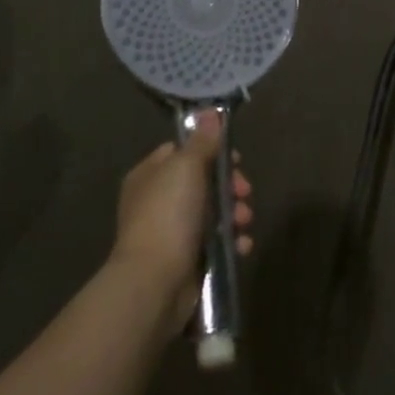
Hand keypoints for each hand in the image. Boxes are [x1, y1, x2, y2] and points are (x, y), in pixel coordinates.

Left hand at [111, 111, 253, 323]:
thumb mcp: (187, 167)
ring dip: (235, 214)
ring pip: (212, 213)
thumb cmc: (169, 214)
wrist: (155, 282)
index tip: (235, 159)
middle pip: (202, 182)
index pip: (183, 151)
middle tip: (245, 192)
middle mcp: (157, 201)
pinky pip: (214, 243)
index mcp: (150, 175)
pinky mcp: (185, 260)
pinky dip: (231, 242)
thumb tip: (210, 113)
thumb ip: (202, 141)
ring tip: (245, 222)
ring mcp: (170, 233)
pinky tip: (241, 245)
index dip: (212, 151)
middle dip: (230, 186)